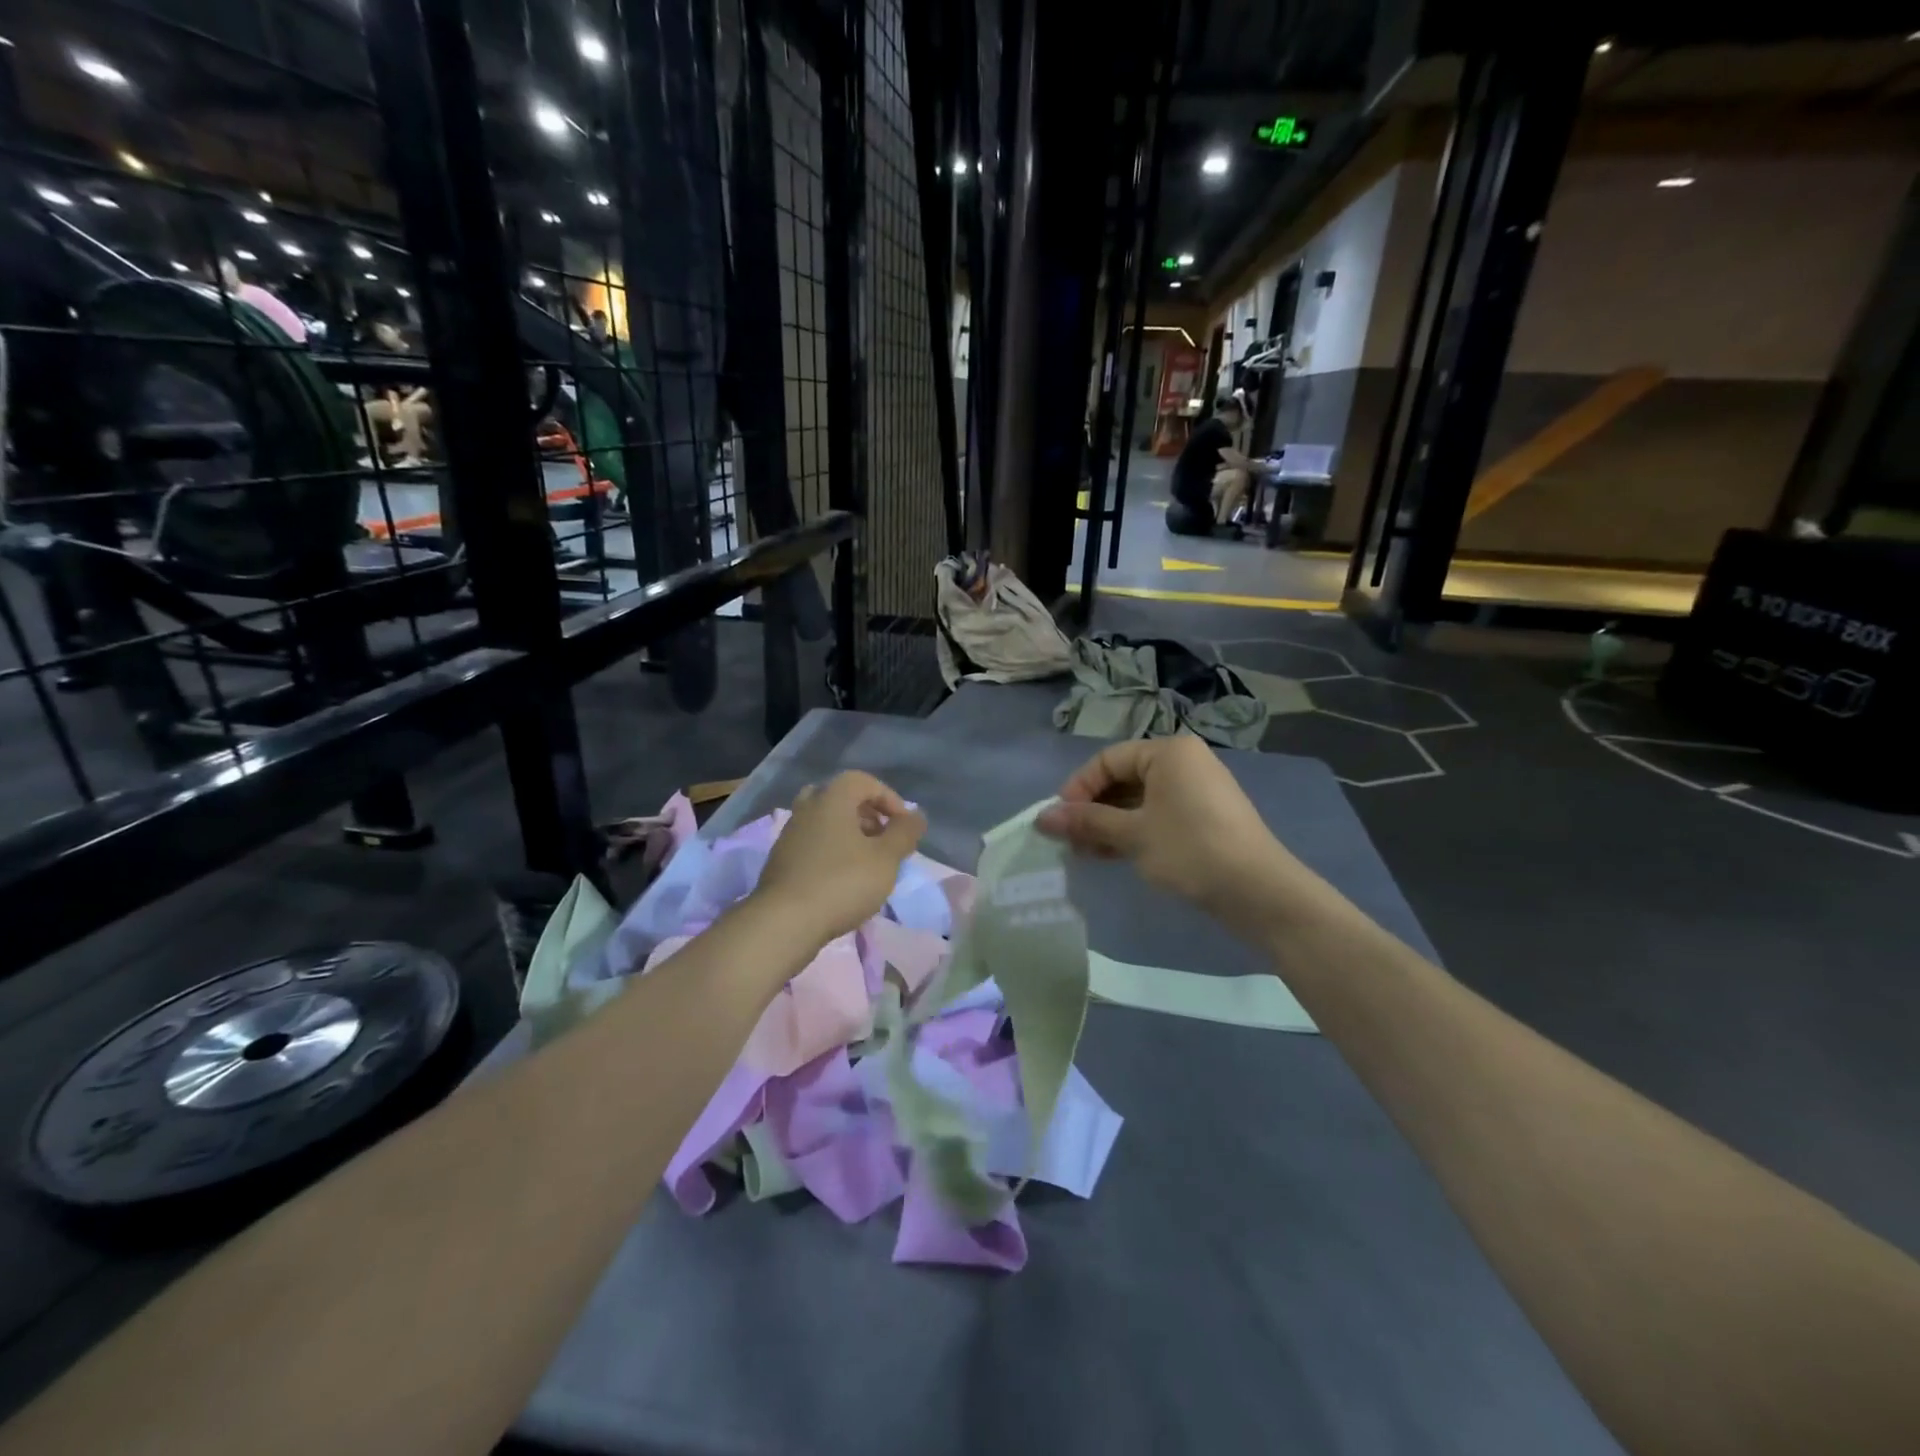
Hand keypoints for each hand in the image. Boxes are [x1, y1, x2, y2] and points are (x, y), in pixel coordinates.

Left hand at [753, 771, 925, 943]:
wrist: (784, 922)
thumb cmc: (842, 883)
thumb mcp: (886, 858)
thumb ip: (904, 833)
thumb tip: (916, 815)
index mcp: (831, 798)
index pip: (864, 781)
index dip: (889, 799)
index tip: (903, 826)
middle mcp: (807, 808)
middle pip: (841, 798)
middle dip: (867, 815)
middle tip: (883, 839)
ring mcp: (790, 834)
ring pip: (825, 822)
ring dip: (850, 835)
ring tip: (868, 863)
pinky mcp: (781, 860)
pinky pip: (813, 844)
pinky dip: (832, 852)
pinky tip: (843, 880)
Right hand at [1036, 737, 1317, 937]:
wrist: (1259, 892)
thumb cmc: (1190, 850)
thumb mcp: (1133, 835)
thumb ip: (1086, 822)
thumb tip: (1041, 818)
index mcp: (1169, 752)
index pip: (1108, 760)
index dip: (1078, 789)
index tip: (1059, 821)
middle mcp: (1185, 762)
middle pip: (1124, 779)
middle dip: (1093, 810)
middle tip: (1070, 841)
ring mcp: (1198, 790)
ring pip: (1140, 800)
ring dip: (1110, 824)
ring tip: (1086, 854)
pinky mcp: (1206, 817)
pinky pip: (1159, 815)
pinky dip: (1134, 831)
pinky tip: (1114, 855)